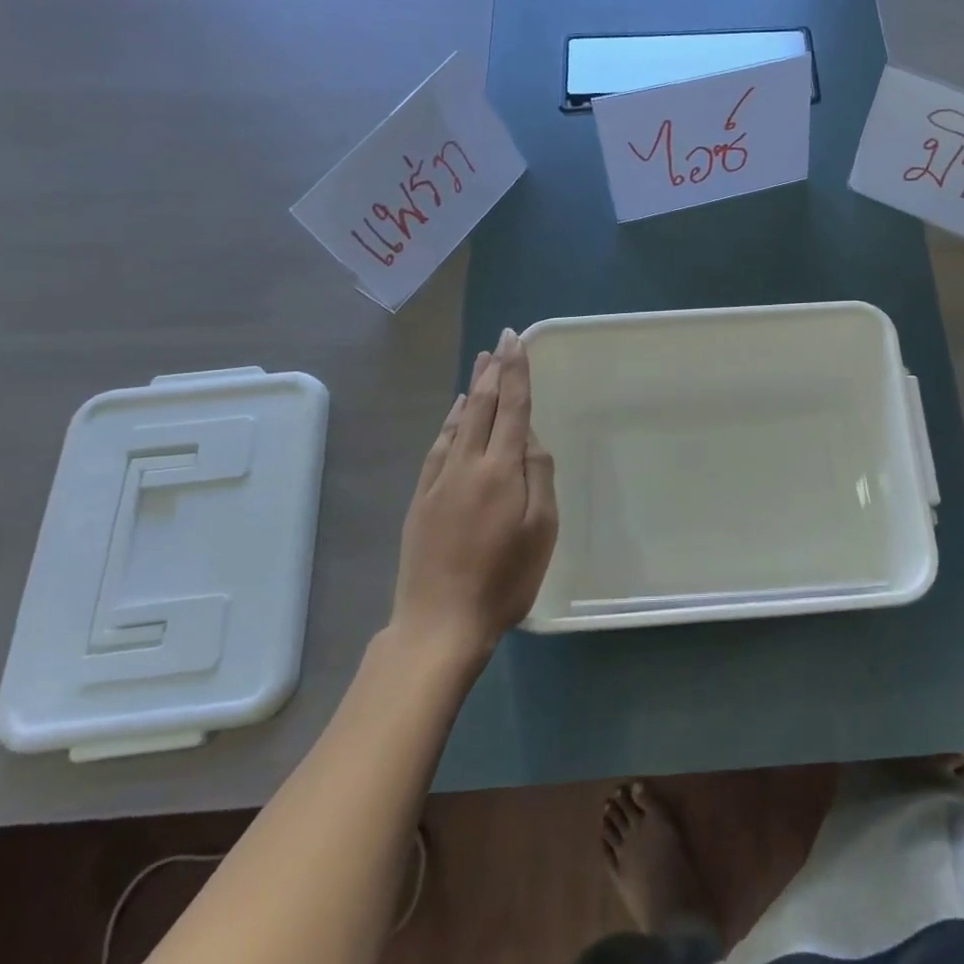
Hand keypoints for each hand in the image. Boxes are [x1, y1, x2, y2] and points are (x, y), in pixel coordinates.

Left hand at [392, 328, 557, 659]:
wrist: (439, 623)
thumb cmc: (504, 579)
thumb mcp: (541, 529)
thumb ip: (538, 475)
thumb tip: (530, 437)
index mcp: (500, 470)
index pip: (511, 408)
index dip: (515, 372)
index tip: (515, 341)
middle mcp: (467, 465)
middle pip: (481, 407)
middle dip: (493, 371)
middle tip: (498, 342)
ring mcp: (439, 481)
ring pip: (457, 423)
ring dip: (472, 390)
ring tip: (480, 366)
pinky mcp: (422, 499)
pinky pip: (438, 446)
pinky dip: (449, 422)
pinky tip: (454, 415)